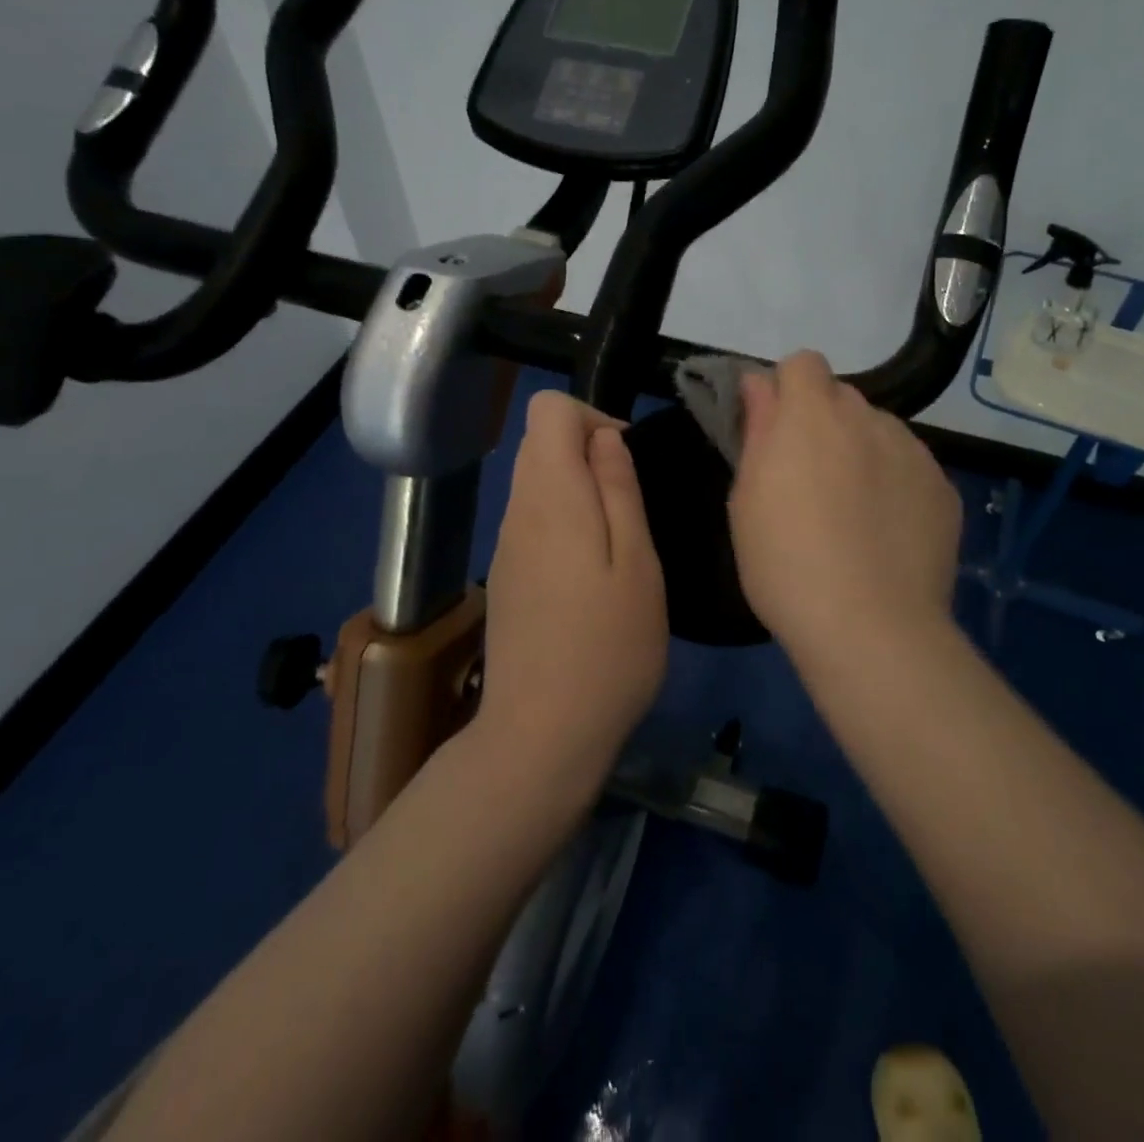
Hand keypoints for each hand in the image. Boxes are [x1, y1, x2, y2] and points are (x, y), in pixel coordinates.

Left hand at [481, 391, 667, 784]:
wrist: (541, 734)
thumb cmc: (608, 647)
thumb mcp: (637, 563)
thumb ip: (620, 489)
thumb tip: (605, 436)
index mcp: (551, 496)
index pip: (549, 409)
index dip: (593, 417)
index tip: (627, 462)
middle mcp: (517, 509)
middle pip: (541, 442)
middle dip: (589, 453)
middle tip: (632, 509)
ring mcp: (505, 545)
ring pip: (537, 482)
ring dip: (580, 490)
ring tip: (619, 547)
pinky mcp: (505, 575)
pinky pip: (533, 520)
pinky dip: (565, 521)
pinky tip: (592, 576)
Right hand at [728, 351, 961, 657]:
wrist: (870, 626)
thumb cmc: (785, 563)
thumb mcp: (747, 498)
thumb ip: (757, 429)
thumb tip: (760, 384)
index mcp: (812, 415)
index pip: (803, 363)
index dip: (787, 390)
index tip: (776, 431)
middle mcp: (868, 418)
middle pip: (842, 397)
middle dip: (823, 422)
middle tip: (810, 479)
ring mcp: (913, 452)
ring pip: (879, 431)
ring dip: (861, 451)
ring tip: (854, 512)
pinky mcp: (943, 487)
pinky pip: (911, 467)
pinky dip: (895, 484)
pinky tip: (887, 533)